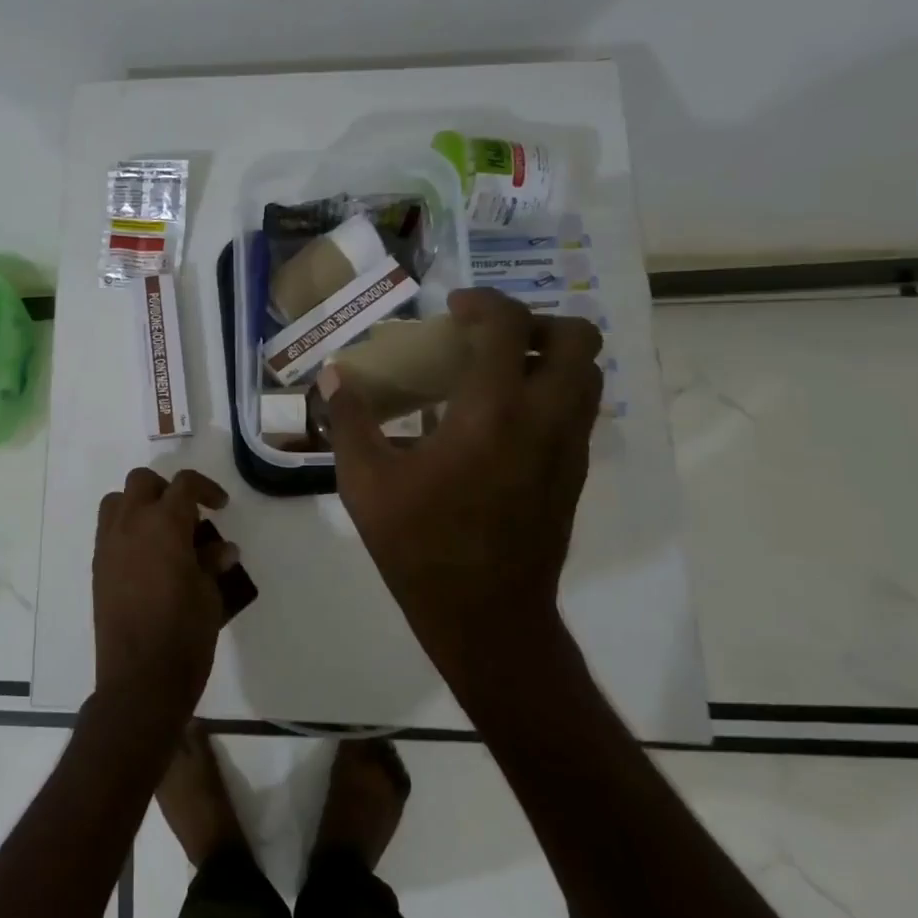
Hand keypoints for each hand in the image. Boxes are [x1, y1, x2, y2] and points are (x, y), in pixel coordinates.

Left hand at [92, 468, 237, 728]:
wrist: (140, 679)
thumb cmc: (184, 634)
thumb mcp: (210, 595)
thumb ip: (212, 563)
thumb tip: (221, 548)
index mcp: (164, 524)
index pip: (184, 484)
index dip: (206, 488)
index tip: (220, 506)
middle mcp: (131, 524)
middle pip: (143, 482)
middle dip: (167, 490)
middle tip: (188, 516)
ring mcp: (108, 545)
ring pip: (117, 501)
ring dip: (140, 505)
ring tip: (163, 533)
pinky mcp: (98, 567)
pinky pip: (108, 530)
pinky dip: (127, 529)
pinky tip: (147, 559)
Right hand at [318, 288, 603, 671]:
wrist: (485, 616)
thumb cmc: (419, 545)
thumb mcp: (365, 482)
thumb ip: (349, 422)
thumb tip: (331, 377)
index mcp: (491, 413)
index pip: (507, 326)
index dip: (483, 302)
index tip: (453, 308)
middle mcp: (543, 419)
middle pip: (576, 339)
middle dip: (534, 322)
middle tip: (487, 337)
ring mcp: (567, 449)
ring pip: (586, 376)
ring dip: (547, 357)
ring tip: (495, 373)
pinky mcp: (572, 475)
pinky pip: (575, 412)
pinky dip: (547, 394)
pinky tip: (495, 423)